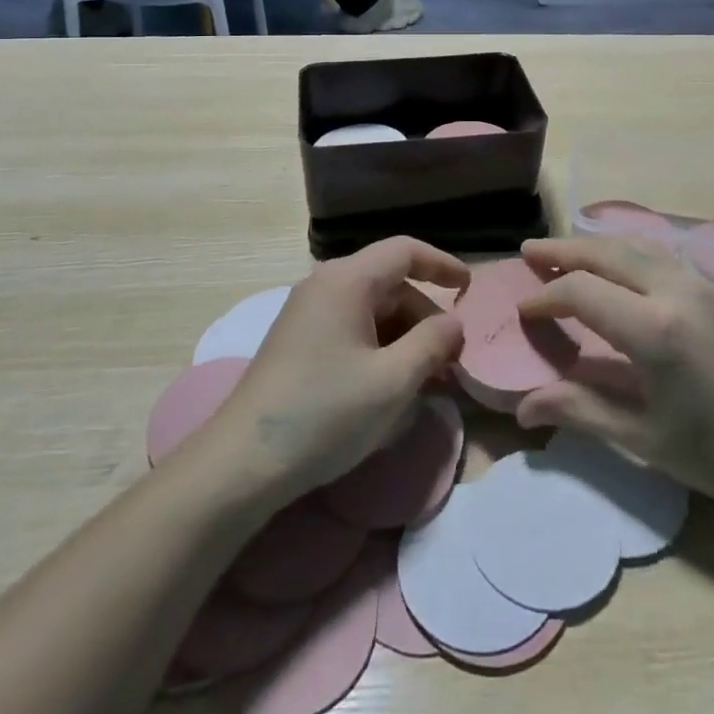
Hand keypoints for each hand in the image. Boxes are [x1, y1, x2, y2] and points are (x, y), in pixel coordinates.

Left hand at [202, 238, 466, 505]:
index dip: (442, 264)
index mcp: (347, 280)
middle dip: (426, 317)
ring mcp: (307, 313)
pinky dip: (380, 348)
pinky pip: (351, 329)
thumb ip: (433, 344)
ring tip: (428, 379)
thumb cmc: (325, 413)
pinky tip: (392, 386)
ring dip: (405, 337)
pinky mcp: (298, 342)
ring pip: (372, 310)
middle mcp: (325, 285)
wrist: (242, 462)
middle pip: (390, 283)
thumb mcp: (393, 381)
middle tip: (452, 359)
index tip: (471, 288)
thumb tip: (454, 324)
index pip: (405, 251)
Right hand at [516, 236, 713, 514]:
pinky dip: (623, 252)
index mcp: (653, 328)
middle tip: (528, 253)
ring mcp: (697, 286)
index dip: (546, 297)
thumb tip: (522, 409)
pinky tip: (614, 266)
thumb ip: (579, 410)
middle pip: (606, 252)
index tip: (523, 311)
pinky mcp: (711, 292)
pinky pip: (656, 255)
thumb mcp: (641, 438)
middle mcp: (673, 292)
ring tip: (563, 253)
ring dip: (594, 246)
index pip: (581, 291)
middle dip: (562, 251)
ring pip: (633, 246)